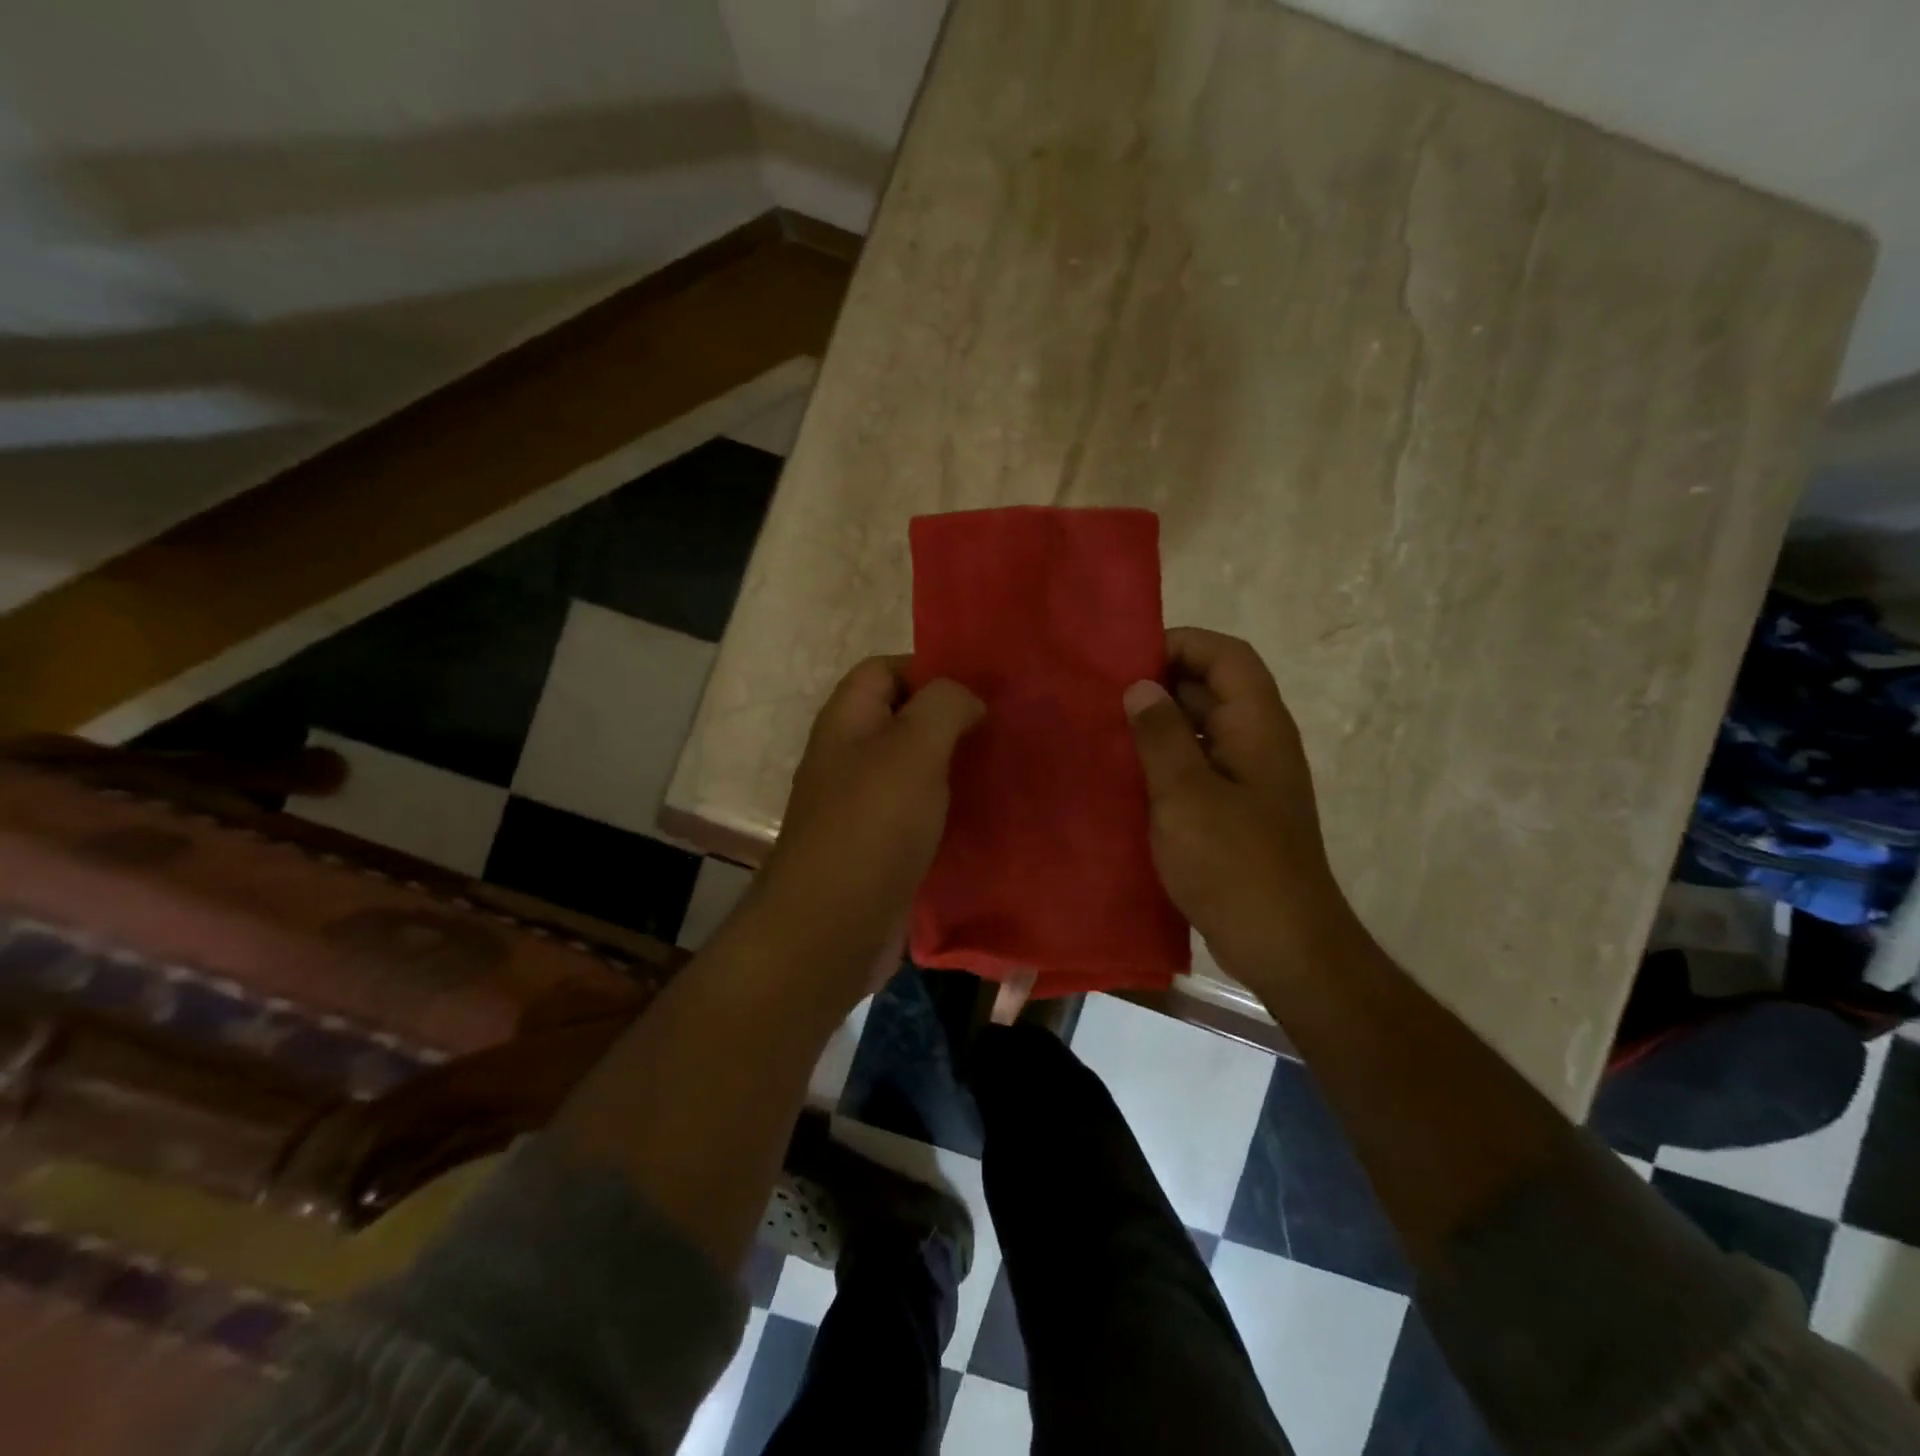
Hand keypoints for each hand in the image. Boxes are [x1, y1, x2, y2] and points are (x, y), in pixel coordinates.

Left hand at [753, 658, 983, 993]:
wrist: (831, 929)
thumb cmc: (871, 826)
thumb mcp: (913, 749)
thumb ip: (944, 706)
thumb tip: (967, 699)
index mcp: (848, 721)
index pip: (885, 669)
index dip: (931, 668)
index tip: (984, 687)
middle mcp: (851, 757)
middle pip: (905, 719)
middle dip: (954, 719)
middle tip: (1008, 727)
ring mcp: (865, 805)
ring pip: (917, 769)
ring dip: (958, 766)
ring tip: (1009, 766)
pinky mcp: (882, 846)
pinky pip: (922, 812)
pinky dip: (953, 809)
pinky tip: (991, 815)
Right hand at [1124, 628, 1352, 980]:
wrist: (1282, 942)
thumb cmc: (1233, 862)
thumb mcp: (1186, 794)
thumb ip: (1160, 734)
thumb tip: (1141, 686)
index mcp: (1256, 725)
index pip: (1227, 656)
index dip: (1181, 644)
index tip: (1128, 659)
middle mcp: (1256, 742)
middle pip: (1212, 689)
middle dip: (1160, 684)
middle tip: (1102, 694)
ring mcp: (1246, 779)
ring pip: (1200, 730)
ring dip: (1158, 725)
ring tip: (1104, 729)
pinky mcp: (1233, 811)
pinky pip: (1196, 767)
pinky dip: (1163, 761)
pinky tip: (1124, 775)